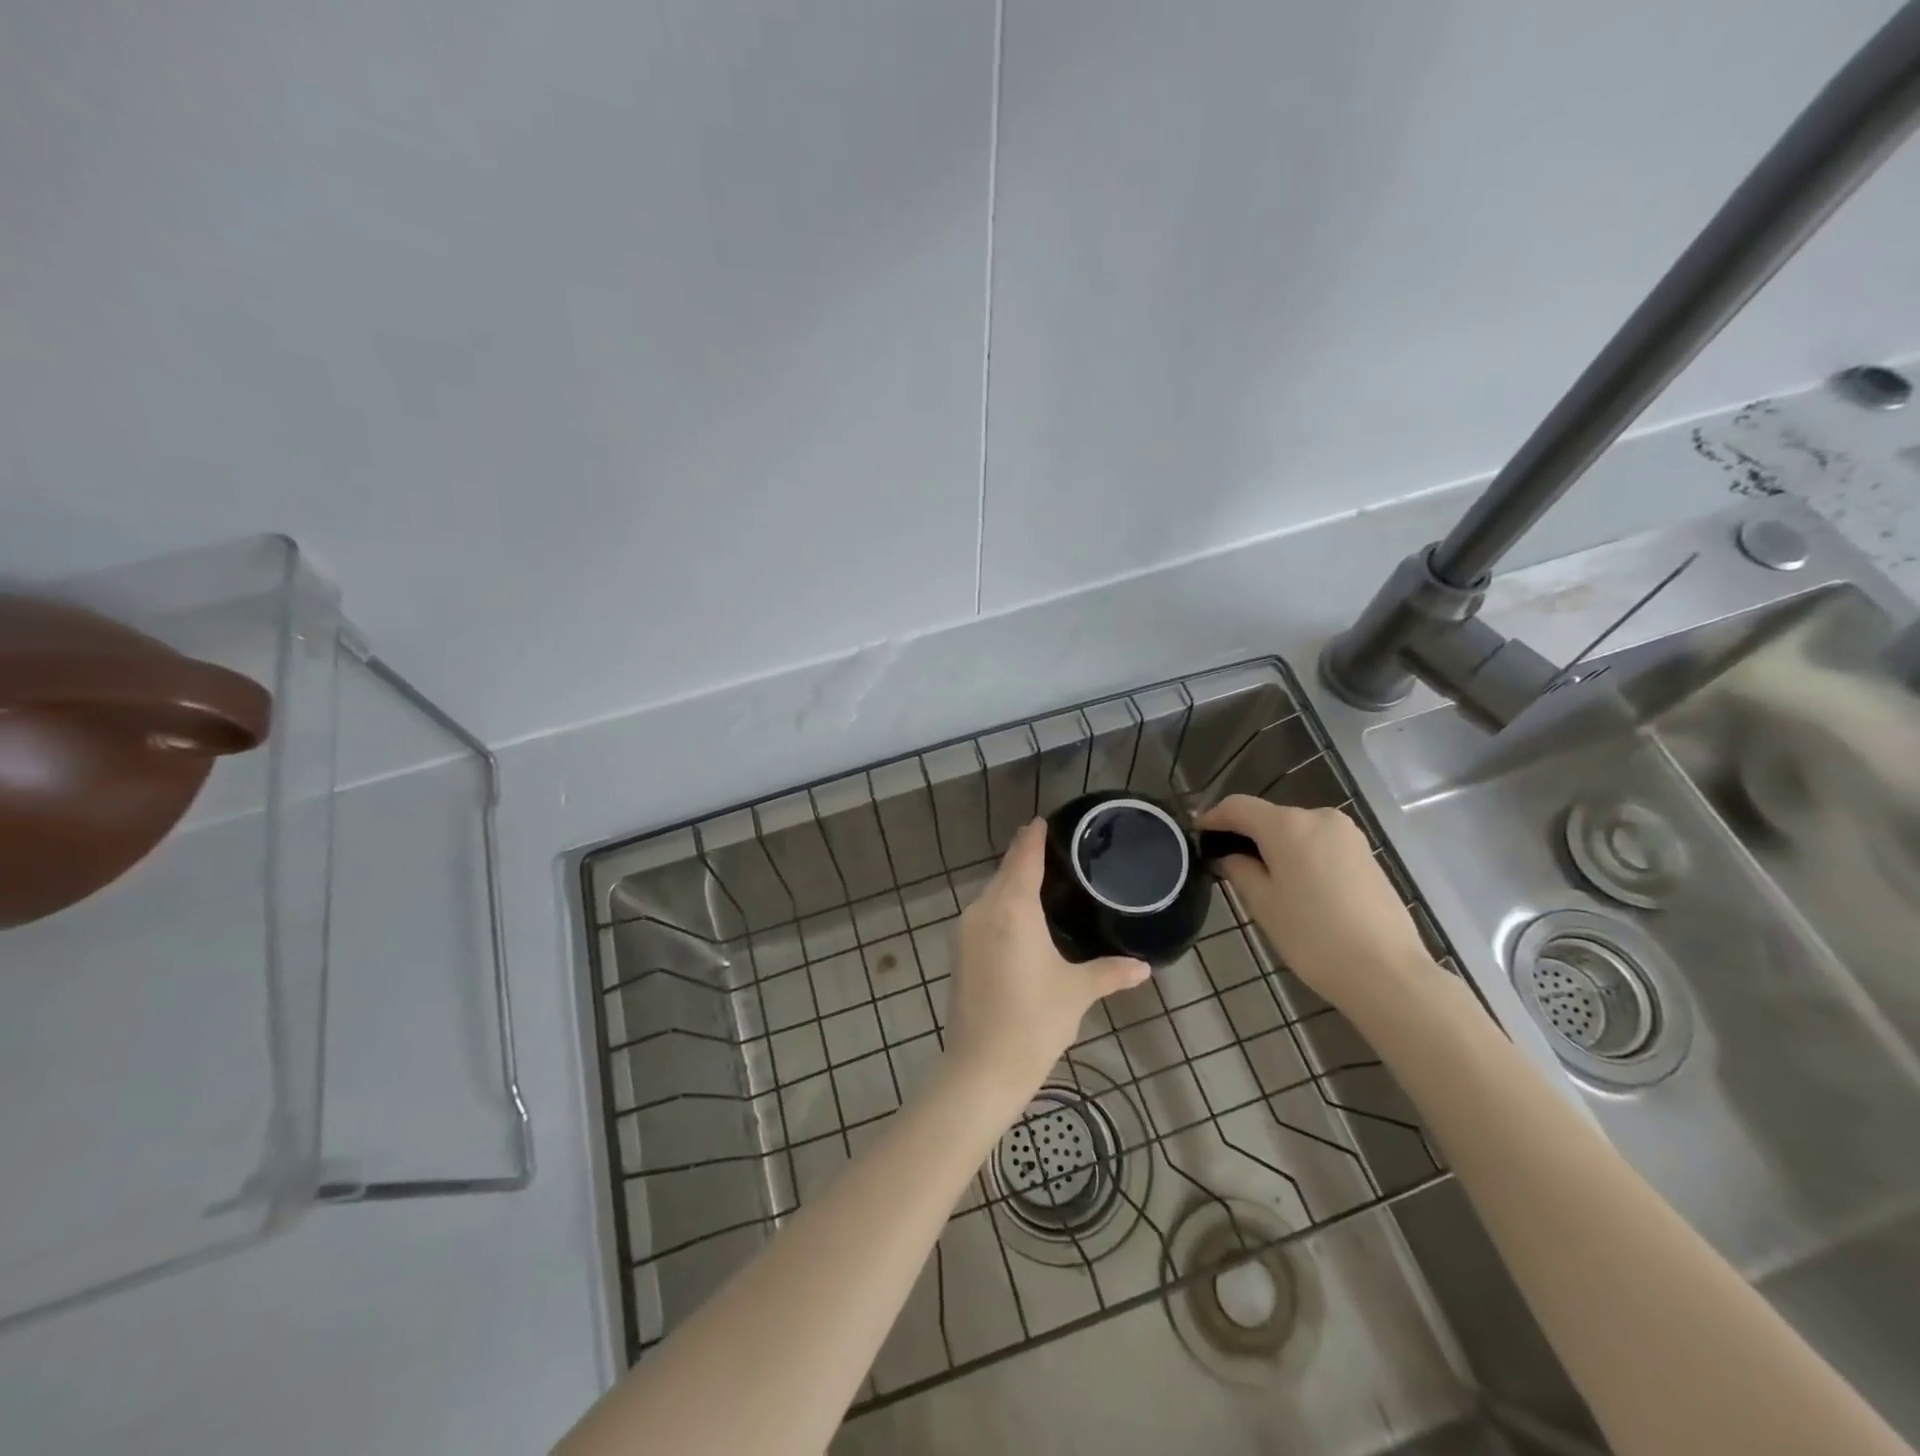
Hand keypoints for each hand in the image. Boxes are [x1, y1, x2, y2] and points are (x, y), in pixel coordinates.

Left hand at [943, 819, 1149, 1104]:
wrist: (981, 1067)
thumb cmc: (1035, 1021)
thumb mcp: (1077, 992)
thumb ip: (1110, 973)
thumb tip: (1144, 968)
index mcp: (1013, 908)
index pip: (1024, 858)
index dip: (1033, 837)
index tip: (1042, 820)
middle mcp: (984, 909)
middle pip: (1005, 872)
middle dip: (1023, 857)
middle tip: (1050, 848)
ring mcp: (966, 930)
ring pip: (991, 893)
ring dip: (1011, 882)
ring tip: (1039, 880)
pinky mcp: (959, 951)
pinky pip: (983, 913)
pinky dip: (1001, 905)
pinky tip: (1019, 918)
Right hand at [1199, 795, 1434, 1016]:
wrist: (1387, 972)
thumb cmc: (1313, 936)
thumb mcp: (1262, 904)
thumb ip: (1238, 870)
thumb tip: (1228, 856)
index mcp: (1288, 825)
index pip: (1238, 806)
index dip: (1213, 817)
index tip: (1195, 834)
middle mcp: (1319, 817)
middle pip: (1269, 816)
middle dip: (1245, 834)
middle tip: (1225, 863)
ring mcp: (1348, 834)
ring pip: (1297, 830)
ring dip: (1274, 846)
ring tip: (1260, 877)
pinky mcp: (1366, 854)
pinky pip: (1320, 844)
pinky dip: (1301, 855)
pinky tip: (1296, 885)